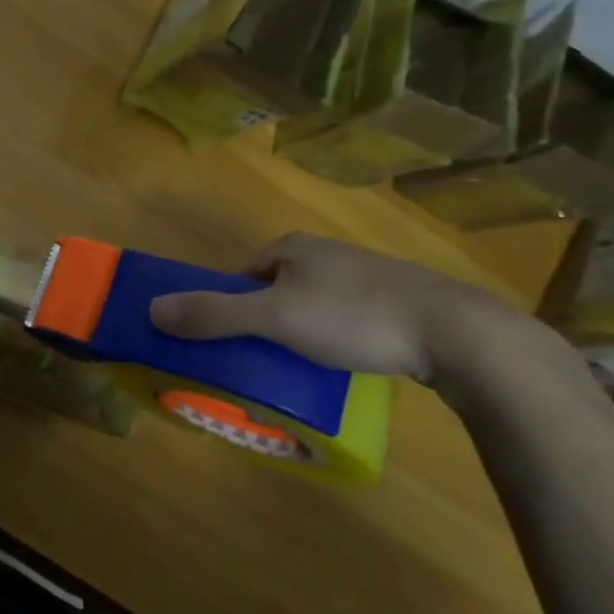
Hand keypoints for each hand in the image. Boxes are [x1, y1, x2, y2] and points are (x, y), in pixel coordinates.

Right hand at [146, 232, 541, 396]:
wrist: (461, 334)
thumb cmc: (355, 316)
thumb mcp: (273, 318)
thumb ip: (213, 314)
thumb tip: (152, 309)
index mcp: (293, 247)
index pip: (242, 272)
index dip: (229, 303)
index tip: (228, 338)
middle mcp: (327, 253)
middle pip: (276, 287)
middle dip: (265, 318)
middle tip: (262, 356)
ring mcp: (368, 276)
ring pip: (314, 303)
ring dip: (302, 330)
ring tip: (303, 366)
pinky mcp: (402, 302)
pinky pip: (350, 318)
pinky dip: (339, 338)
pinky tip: (348, 363)